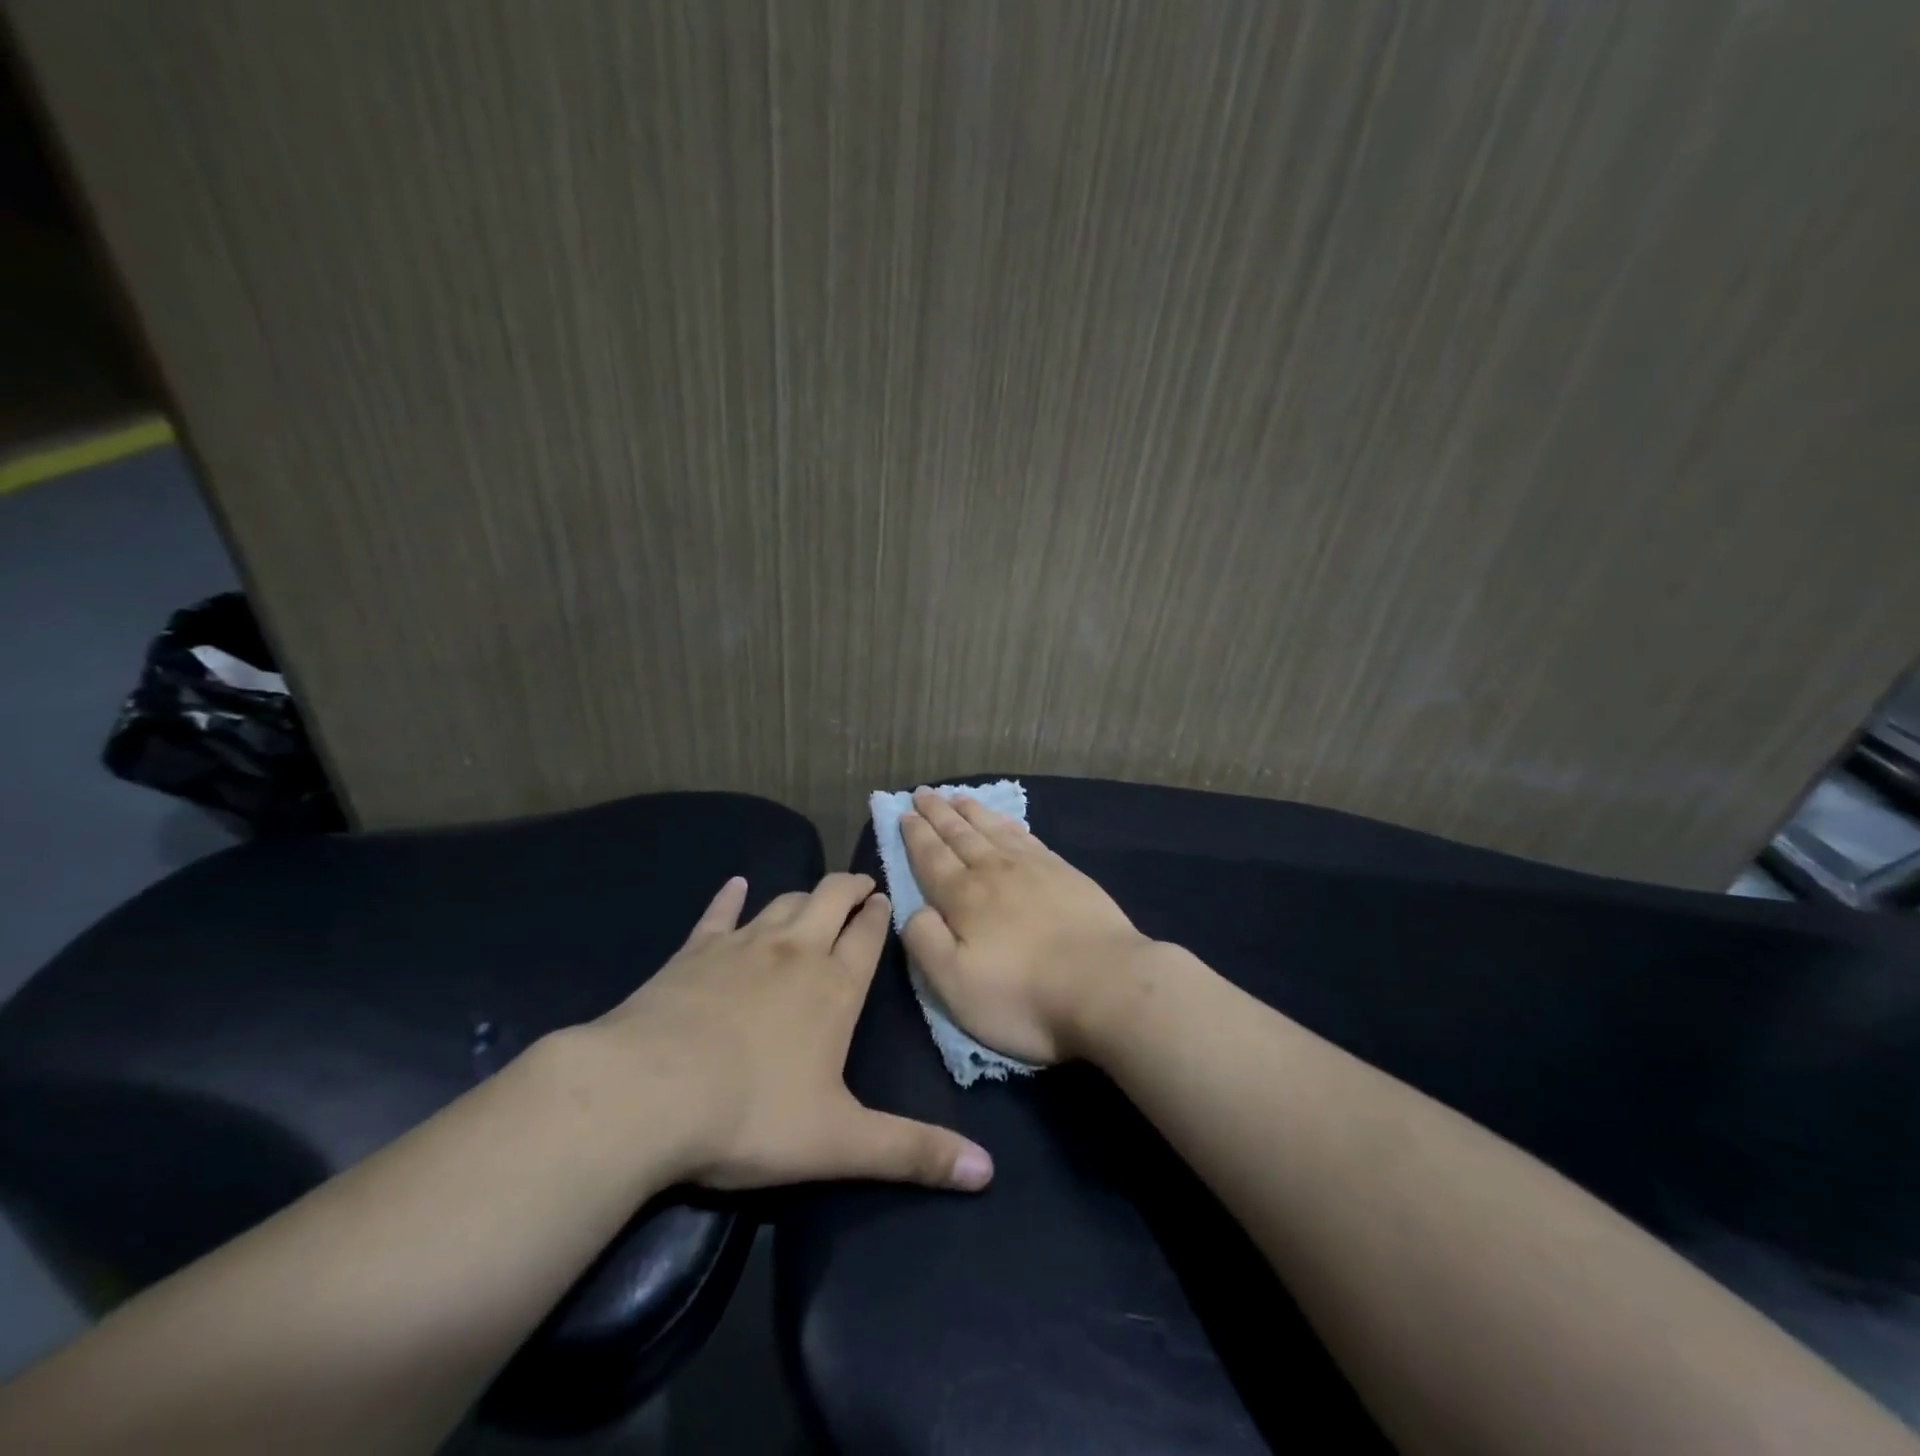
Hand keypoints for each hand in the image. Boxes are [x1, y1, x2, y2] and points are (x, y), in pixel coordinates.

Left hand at [590, 872, 992, 1192]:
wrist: (647, 1093)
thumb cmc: (751, 1115)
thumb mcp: (840, 1143)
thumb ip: (913, 1152)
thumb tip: (988, 1172)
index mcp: (834, 987)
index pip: (867, 936)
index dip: (880, 914)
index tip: (886, 899)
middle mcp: (795, 952)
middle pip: (830, 900)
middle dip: (850, 887)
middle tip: (861, 884)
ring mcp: (742, 945)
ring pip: (783, 902)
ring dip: (804, 895)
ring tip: (816, 895)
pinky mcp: (694, 951)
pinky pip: (718, 914)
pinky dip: (730, 898)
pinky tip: (735, 886)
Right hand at [899, 791, 1155, 1063]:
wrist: (1105, 985)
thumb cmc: (1023, 995)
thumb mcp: (955, 984)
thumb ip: (925, 942)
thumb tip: (914, 909)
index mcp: (964, 898)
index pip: (931, 858)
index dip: (916, 835)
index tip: (904, 813)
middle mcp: (994, 872)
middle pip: (959, 835)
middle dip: (938, 813)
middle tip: (922, 792)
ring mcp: (1033, 868)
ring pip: (993, 829)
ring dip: (971, 812)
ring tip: (957, 797)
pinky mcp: (1065, 873)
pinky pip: (1026, 836)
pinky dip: (1008, 823)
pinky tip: (1005, 821)